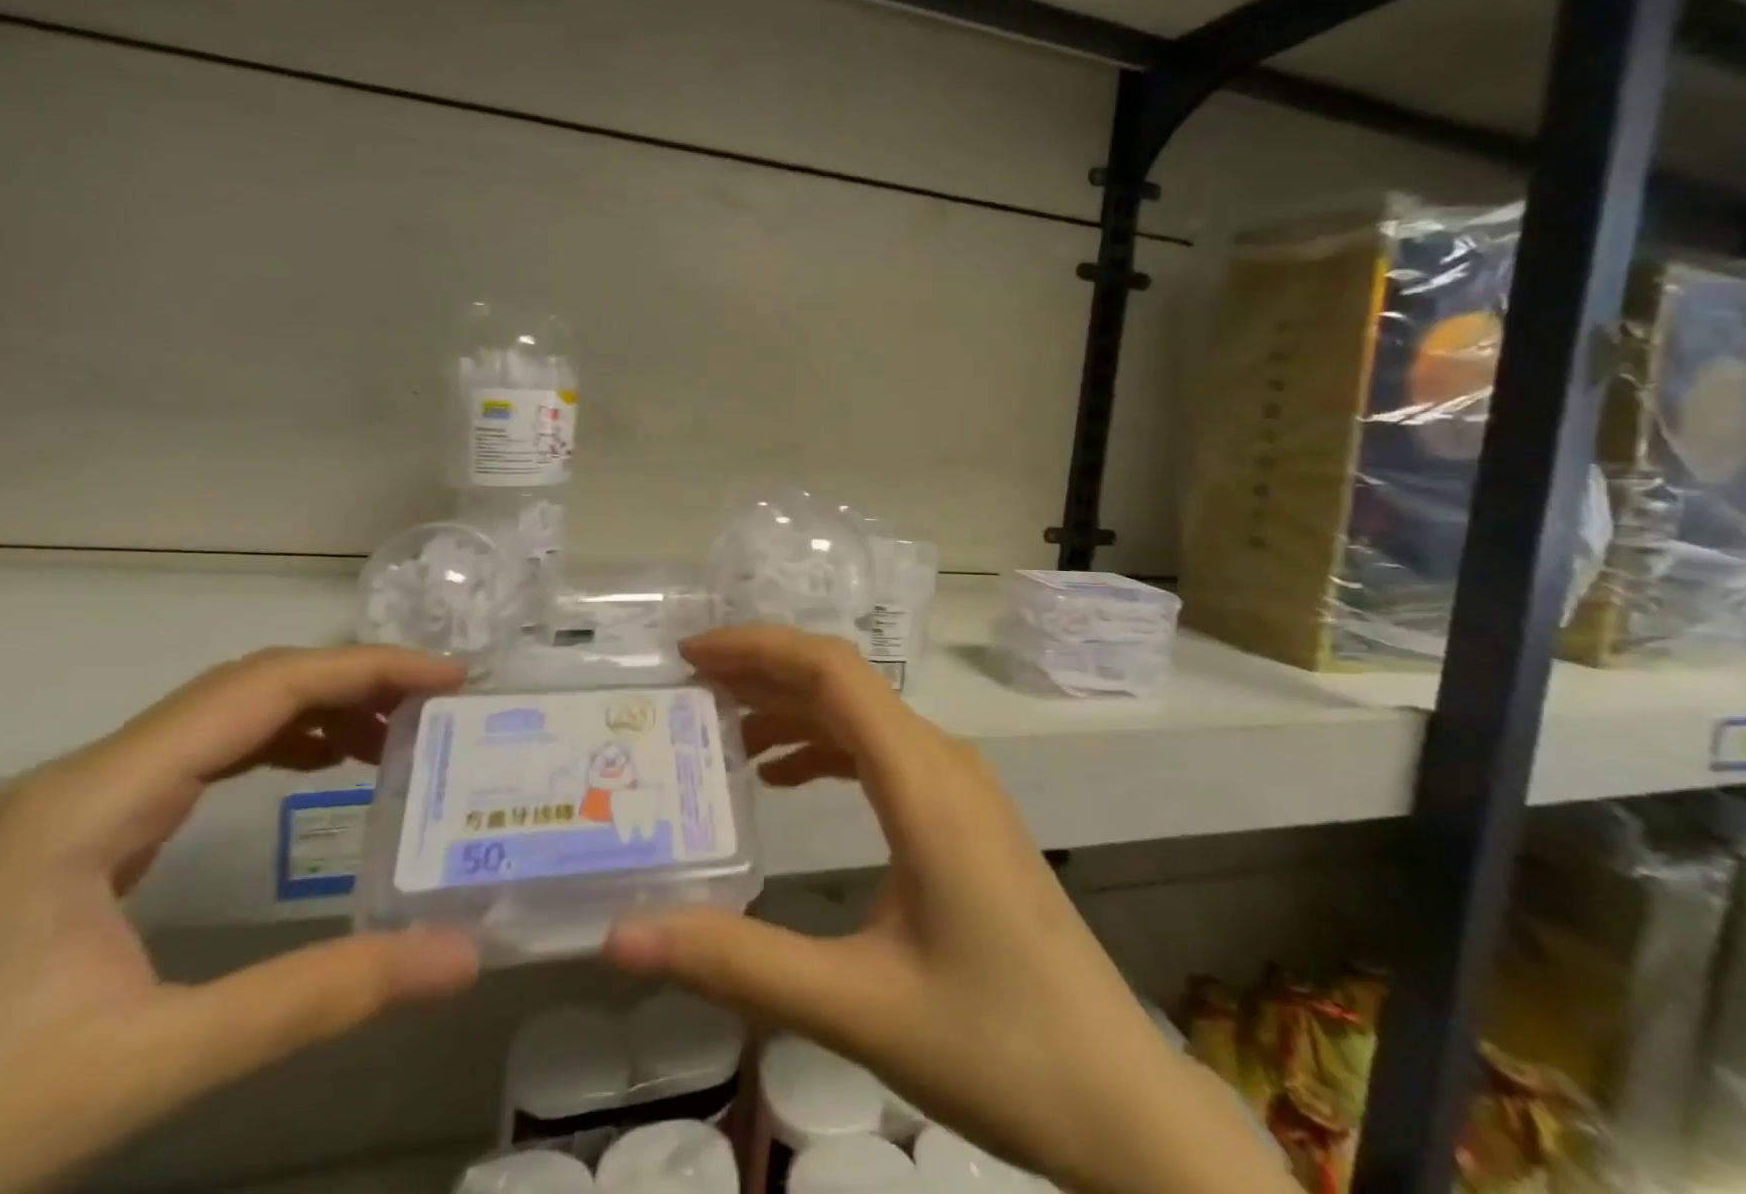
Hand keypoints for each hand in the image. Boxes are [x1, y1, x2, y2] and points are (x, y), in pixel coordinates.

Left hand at [0, 647, 481, 1193]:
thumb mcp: (141, 1067)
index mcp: (98, 798)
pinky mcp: (66, 849)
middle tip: (438, 704)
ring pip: (218, 719)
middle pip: (245, 687)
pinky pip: (196, 761)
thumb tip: (460, 958)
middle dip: (353, 680)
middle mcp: (87, 780)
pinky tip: (311, 771)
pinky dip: (274, 746)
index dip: (369, 668)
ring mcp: (70, 813)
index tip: (451, 679)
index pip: (264, 687)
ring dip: (315, 709)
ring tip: (393, 734)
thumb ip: (313, 1000)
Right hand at [604, 628, 1294, 1193]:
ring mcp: (959, 785)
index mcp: (923, 782)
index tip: (691, 656)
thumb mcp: (856, 1006)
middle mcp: (944, 761)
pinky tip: (786, 779)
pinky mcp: (964, 815)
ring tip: (722, 732)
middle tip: (690, 688)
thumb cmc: (996, 1047)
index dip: (758, 648)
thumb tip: (626, 934)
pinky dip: (826, 748)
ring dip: (793, 710)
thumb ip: (738, 963)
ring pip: (863, 715)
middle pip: (844, 682)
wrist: (1119, 1098)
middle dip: (764, 671)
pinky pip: (884, 753)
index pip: (832, 671)